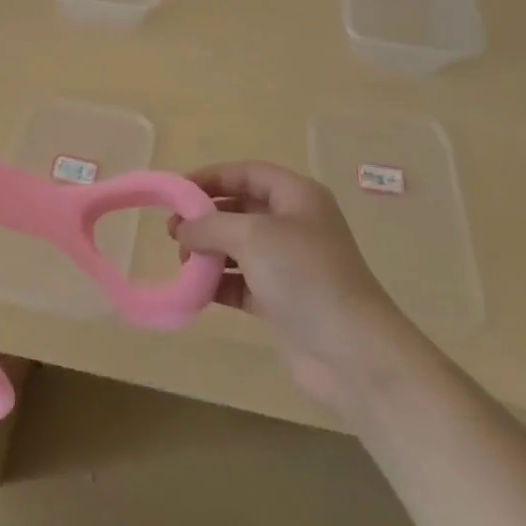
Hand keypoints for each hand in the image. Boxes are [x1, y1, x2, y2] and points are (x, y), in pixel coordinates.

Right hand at [173, 161, 413, 411]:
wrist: (352, 352)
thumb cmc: (304, 275)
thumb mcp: (252, 236)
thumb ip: (211, 225)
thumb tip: (182, 228)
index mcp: (296, 196)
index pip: (247, 173)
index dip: (211, 178)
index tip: (176, 192)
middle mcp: (294, 224)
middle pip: (241, 209)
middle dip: (206, 217)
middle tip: (173, 231)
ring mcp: (289, 264)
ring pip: (239, 247)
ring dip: (209, 251)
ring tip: (182, 261)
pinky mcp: (282, 301)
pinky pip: (242, 282)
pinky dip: (219, 283)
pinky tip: (196, 290)